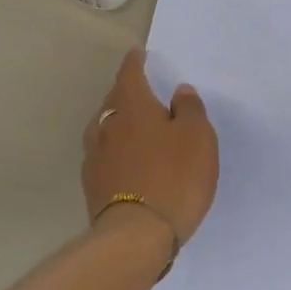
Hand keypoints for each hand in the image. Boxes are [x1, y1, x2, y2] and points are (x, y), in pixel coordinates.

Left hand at [83, 50, 218, 246]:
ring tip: (134, 127)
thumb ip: (190, 110)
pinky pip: (105, 155)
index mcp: (132, 107)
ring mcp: (95, 157)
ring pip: (105, 128)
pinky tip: (126, 160)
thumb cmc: (174, 177)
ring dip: (118, 123)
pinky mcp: (93, 185)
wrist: (136, 235)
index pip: (130, 75)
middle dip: (126, 93)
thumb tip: (178, 92)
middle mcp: (107, 125)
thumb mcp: (197, 138)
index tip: (137, 54)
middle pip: (114, 100)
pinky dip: (115, 150)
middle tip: (142, 91)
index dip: (135, 63)